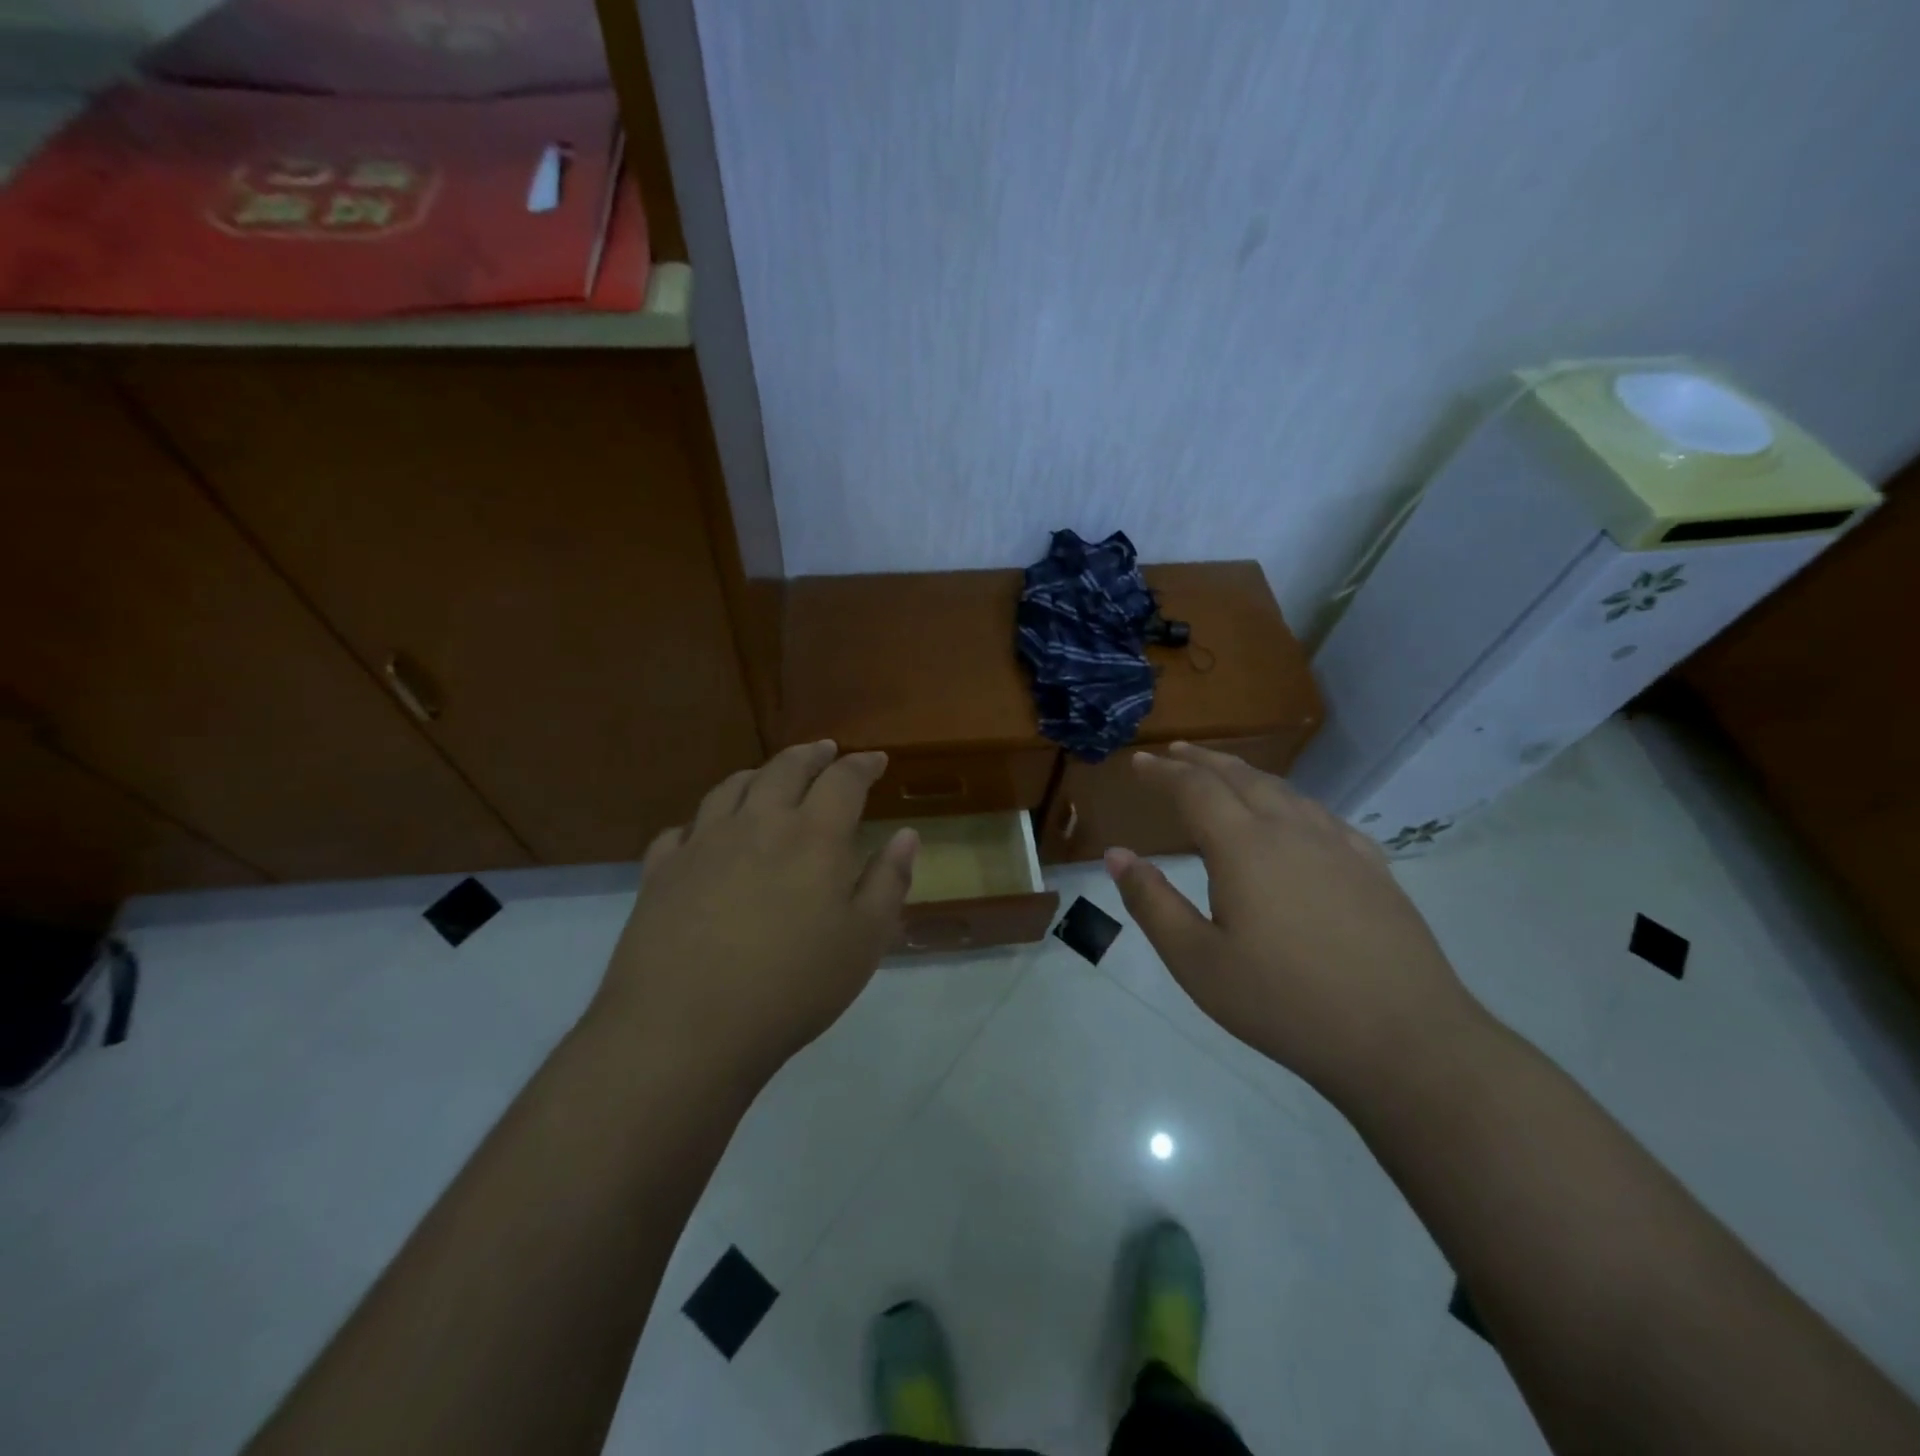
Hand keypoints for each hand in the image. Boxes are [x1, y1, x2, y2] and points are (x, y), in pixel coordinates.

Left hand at [594, 741, 918, 1082]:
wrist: (686, 1029)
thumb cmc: (792, 987)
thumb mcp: (864, 941)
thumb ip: (889, 881)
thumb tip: (907, 835)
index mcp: (813, 836)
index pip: (843, 780)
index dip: (862, 765)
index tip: (875, 760)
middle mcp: (757, 823)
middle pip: (785, 768)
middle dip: (811, 755)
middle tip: (824, 751)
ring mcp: (702, 843)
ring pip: (731, 787)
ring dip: (759, 773)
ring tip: (770, 776)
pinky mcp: (661, 870)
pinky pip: (682, 828)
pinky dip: (703, 820)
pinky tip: (706, 832)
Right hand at [1105, 742, 1481, 1100]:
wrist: (1403, 1038)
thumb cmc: (1284, 1003)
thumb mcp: (1197, 961)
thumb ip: (1152, 903)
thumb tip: (1117, 855)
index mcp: (1244, 847)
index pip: (1194, 789)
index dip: (1163, 772)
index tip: (1139, 762)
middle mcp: (1291, 830)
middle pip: (1240, 776)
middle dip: (1202, 760)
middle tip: (1174, 752)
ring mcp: (1338, 846)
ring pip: (1284, 790)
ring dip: (1245, 774)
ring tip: (1224, 774)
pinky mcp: (1372, 868)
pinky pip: (1321, 815)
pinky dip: (1290, 800)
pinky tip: (1293, 817)